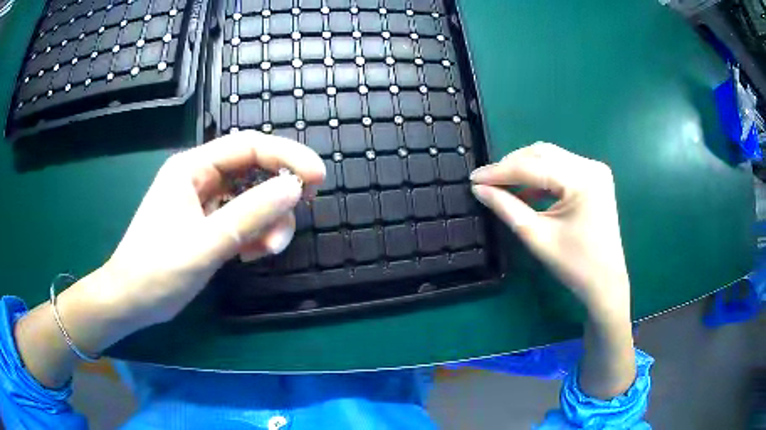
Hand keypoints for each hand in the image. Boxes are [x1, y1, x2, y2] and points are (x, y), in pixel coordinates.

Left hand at [15, 132, 324, 387]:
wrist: (131, 301)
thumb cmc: (158, 270)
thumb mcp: (206, 242)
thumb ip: (250, 213)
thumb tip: (294, 187)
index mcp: (192, 168)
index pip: (248, 147)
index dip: (286, 156)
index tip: (317, 177)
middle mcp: (199, 178)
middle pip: (252, 171)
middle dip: (277, 194)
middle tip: (299, 214)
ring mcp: (202, 203)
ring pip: (249, 199)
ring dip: (266, 221)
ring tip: (266, 251)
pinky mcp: (205, 225)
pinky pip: (240, 220)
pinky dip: (253, 235)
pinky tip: (250, 255)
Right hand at [471, 143, 636, 398]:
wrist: (605, 283)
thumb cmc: (575, 265)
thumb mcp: (537, 236)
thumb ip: (507, 208)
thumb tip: (479, 189)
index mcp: (583, 179)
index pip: (533, 166)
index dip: (500, 171)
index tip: (473, 178)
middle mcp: (590, 166)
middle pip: (542, 155)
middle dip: (511, 166)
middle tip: (485, 181)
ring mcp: (594, 171)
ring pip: (549, 159)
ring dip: (524, 170)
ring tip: (501, 185)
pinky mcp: (593, 179)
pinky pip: (560, 169)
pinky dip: (539, 178)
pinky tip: (524, 191)